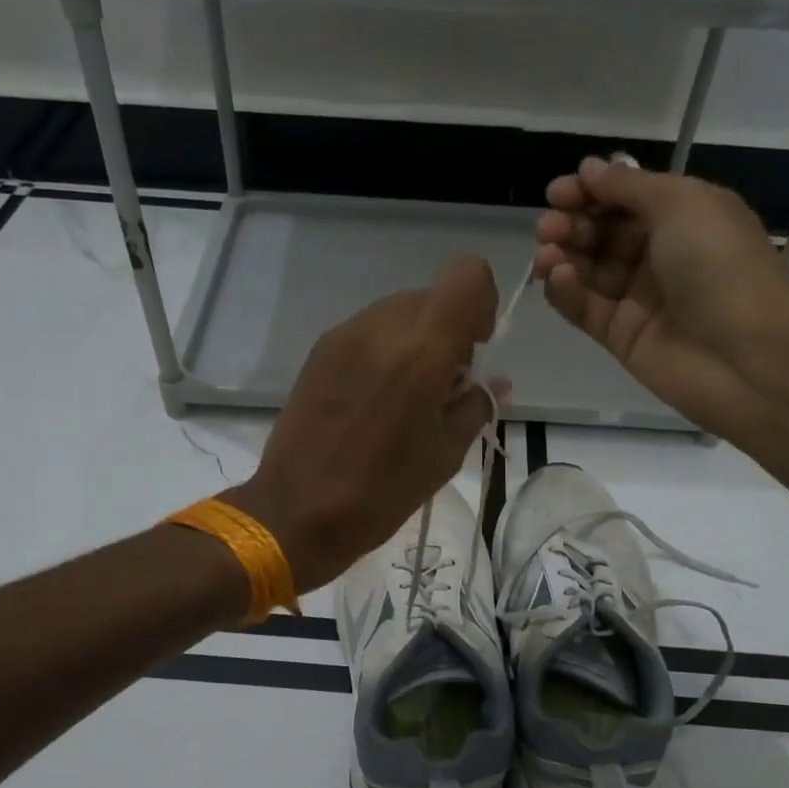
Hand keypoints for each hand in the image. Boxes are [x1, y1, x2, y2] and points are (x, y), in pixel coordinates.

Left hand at [225, 257, 500, 591]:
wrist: (297, 513)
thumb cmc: (382, 492)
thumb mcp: (446, 454)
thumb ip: (476, 404)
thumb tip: (491, 381)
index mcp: (422, 350)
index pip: (467, 275)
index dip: (481, 303)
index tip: (475, 348)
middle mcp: (381, 327)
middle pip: (431, 296)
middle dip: (448, 330)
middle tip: (443, 386)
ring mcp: (344, 336)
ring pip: (398, 312)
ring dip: (415, 341)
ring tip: (406, 398)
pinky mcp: (318, 352)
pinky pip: (367, 332)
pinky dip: (385, 351)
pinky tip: (374, 400)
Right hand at [534, 156, 788, 437]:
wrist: (747, 355)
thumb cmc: (720, 264)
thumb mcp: (680, 203)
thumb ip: (629, 186)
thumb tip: (589, 169)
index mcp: (684, 217)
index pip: (626, 198)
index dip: (591, 192)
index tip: (558, 193)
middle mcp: (660, 255)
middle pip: (603, 234)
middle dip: (572, 224)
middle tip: (548, 227)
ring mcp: (639, 299)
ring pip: (588, 272)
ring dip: (563, 256)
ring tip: (545, 254)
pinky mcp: (621, 338)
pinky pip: (585, 309)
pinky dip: (566, 292)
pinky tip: (557, 277)